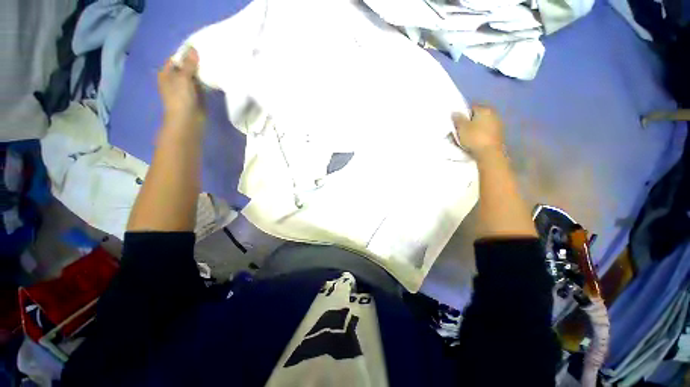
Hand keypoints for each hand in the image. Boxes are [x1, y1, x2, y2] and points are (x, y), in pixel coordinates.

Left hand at [158, 47, 204, 129]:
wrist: (188, 120)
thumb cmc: (180, 98)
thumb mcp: (183, 78)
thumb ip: (188, 64)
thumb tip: (193, 49)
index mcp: (166, 73)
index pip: (175, 59)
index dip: (185, 54)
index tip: (198, 49)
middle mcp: (174, 80)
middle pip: (185, 67)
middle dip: (195, 63)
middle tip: (208, 57)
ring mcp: (185, 89)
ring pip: (194, 77)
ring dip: (201, 73)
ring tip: (212, 66)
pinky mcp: (195, 97)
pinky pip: (200, 86)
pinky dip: (205, 82)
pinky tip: (213, 78)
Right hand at [452, 104, 504, 160]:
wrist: (489, 153)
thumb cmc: (474, 138)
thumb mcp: (462, 127)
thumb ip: (458, 118)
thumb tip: (455, 111)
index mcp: (485, 109)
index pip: (471, 108)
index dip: (462, 115)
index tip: (456, 123)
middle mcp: (494, 115)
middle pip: (477, 117)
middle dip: (469, 122)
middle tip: (459, 130)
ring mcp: (498, 125)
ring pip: (482, 125)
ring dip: (475, 130)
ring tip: (465, 138)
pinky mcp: (498, 136)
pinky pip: (485, 133)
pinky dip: (479, 136)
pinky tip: (474, 142)